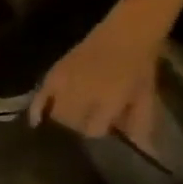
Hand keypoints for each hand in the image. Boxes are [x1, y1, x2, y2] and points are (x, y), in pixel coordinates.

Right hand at [29, 12, 163, 145]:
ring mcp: (65, 85)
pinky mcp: (53, 76)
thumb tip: (145, 150)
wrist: (125, 33)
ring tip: (74, 113)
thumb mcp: (147, 95)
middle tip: (90, 117)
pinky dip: (37, 111)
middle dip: (81, 124)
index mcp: (109, 100)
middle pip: (72, 123)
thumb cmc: (140, 65)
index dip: (101, 129)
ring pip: (57, 113)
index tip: (107, 126)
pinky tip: (36, 121)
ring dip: (64, 117)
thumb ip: (141, 122)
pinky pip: (40, 99)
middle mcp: (83, 95)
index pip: (94, 129)